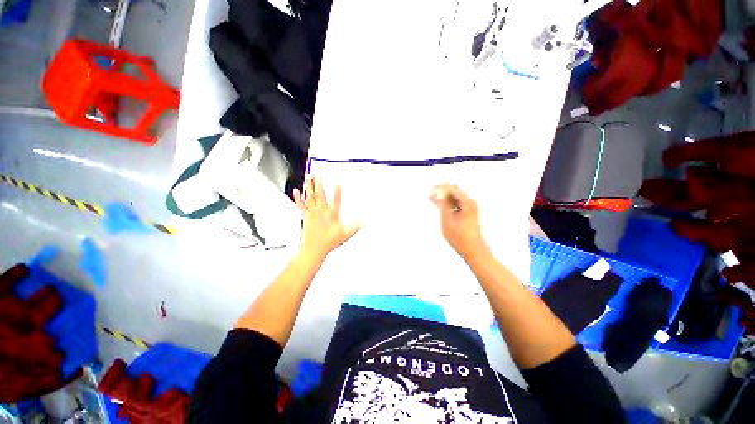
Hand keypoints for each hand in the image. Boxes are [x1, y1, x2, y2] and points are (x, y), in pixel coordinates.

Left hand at [294, 176, 360, 260]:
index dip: (337, 191)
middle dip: (319, 183)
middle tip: (318, 173)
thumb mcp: (345, 235)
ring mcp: (312, 213)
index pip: (335, 201)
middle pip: (320, 194)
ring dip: (309, 186)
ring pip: (310, 196)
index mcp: (331, 215)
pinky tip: (296, 191)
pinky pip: (301, 205)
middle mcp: (321, 212)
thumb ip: (354, 227)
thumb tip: (362, 220)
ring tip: (309, 176)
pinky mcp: (306, 216)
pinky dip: (298, 198)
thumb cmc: (328, 242)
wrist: (313, 249)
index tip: (338, 182)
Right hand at [431, 184, 489, 260]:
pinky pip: (457, 204)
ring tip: (434, 204)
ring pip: (454, 199)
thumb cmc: (460, 237)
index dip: (439, 188)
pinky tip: (442, 210)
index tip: (430, 191)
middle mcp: (471, 203)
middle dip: (441, 193)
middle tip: (430, 197)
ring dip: (444, 199)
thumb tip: (439, 191)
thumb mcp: (447, 220)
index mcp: (467, 202)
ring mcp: (471, 208)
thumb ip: (442, 204)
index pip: (451, 188)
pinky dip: (449, 206)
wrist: (474, 251)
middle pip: (453, 192)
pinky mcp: (470, 213)